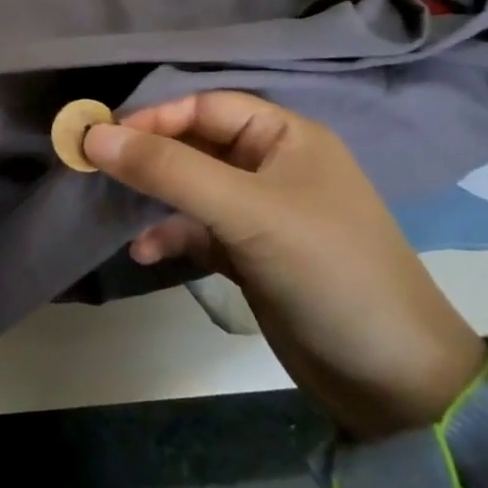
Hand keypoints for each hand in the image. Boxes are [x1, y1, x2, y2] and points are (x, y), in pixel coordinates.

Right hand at [82, 92, 486, 440]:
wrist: (393, 382)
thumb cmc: (327, 271)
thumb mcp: (246, 212)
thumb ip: (169, 170)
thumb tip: (94, 137)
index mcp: (285, 137)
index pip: (205, 106)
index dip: (154, 117)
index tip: (103, 138)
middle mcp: (271, 165)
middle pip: (194, 144)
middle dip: (146, 156)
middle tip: (94, 168)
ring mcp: (260, 212)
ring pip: (190, 187)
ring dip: (152, 197)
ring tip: (112, 210)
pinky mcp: (250, 253)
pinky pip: (197, 230)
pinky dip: (169, 236)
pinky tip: (143, 253)